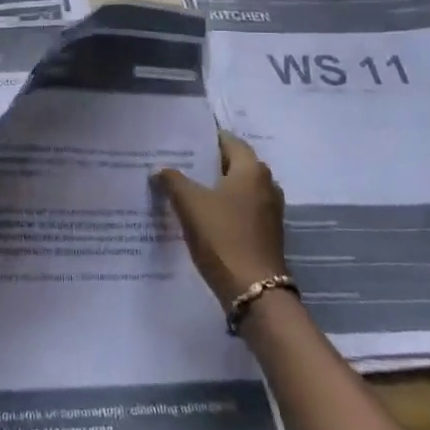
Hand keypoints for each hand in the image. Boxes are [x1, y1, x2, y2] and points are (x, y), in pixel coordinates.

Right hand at [153, 131, 288, 308]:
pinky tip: (201, 213)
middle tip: (178, 162)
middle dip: (207, 163)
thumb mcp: (190, 204)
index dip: (205, 139)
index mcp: (252, 170)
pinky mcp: (266, 231)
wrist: (253, 290)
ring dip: (215, 186)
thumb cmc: (222, 236)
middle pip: (233, 163)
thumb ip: (173, 180)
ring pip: (237, 188)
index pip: (229, 141)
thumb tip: (160, 168)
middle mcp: (266, 184)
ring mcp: (269, 210)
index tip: (182, 140)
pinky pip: (241, 208)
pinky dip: (223, 206)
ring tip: (185, 187)